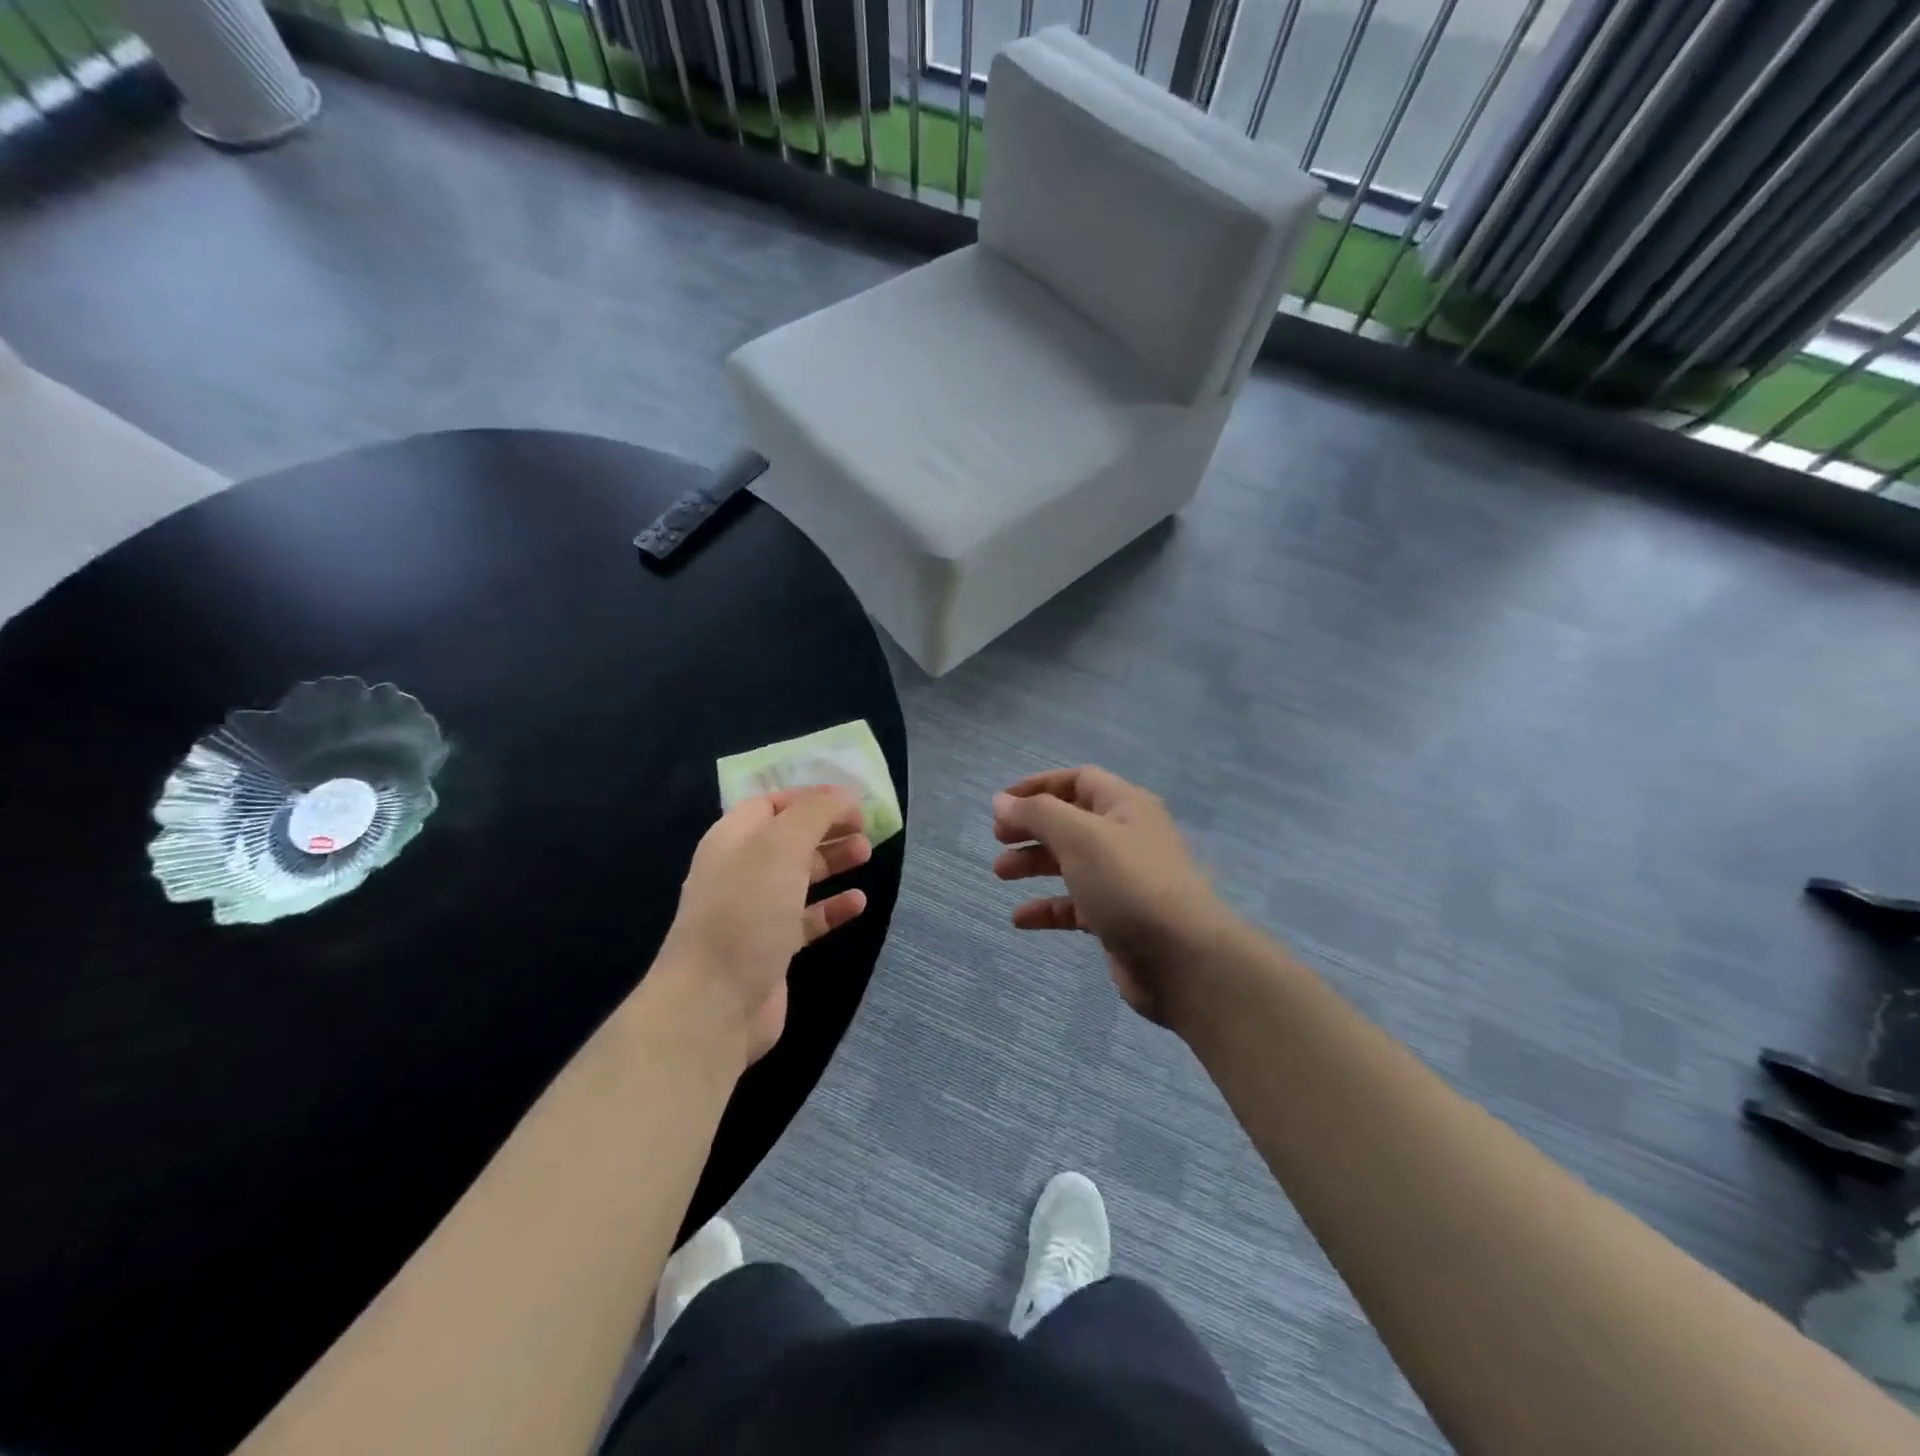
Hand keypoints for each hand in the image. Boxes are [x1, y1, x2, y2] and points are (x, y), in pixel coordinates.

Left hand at [658, 787, 870, 1065]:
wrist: (714, 1003)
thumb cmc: (747, 912)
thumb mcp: (781, 846)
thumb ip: (814, 813)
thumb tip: (842, 796)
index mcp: (732, 839)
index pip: (772, 803)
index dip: (810, 798)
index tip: (851, 800)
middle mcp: (740, 871)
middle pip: (788, 838)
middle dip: (826, 828)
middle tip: (865, 828)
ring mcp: (754, 911)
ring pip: (799, 876)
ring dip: (832, 862)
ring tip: (866, 855)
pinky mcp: (771, 948)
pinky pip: (806, 918)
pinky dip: (832, 907)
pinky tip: (859, 902)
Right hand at [992, 767, 1232, 1028]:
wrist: (1183, 959)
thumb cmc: (1129, 883)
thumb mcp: (1079, 836)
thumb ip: (1037, 814)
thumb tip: (1001, 800)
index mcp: (1125, 806)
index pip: (1078, 780)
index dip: (1039, 786)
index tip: (1001, 803)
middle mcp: (1126, 837)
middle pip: (1070, 821)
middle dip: (1032, 827)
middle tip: (997, 839)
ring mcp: (1124, 880)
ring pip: (1070, 863)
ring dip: (1034, 864)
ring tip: (1000, 873)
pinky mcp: (1118, 919)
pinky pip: (1075, 906)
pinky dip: (1048, 908)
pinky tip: (1020, 919)